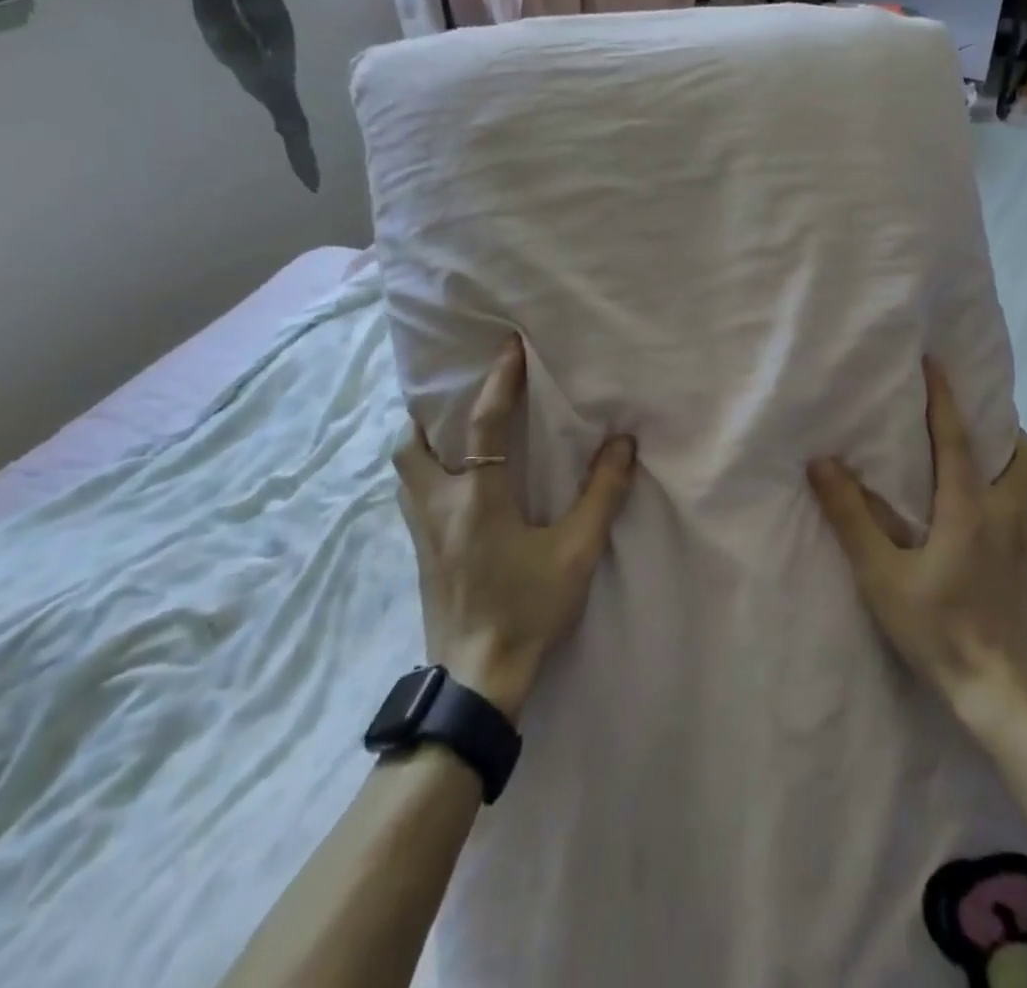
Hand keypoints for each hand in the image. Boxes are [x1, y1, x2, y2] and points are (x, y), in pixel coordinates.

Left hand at [392, 336, 636, 720]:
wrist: (477, 679)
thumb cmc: (528, 609)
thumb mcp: (575, 551)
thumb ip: (601, 494)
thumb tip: (622, 443)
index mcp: (478, 498)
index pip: (484, 424)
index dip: (499, 381)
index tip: (509, 347)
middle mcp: (440, 505)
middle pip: (411, 445)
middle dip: (428, 414)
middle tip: (456, 397)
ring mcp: (422, 532)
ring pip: (404, 472)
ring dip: (420, 444)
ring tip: (448, 435)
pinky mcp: (420, 555)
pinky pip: (411, 497)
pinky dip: (424, 474)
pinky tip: (452, 486)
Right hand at [807, 358, 1026, 738]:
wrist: (1006, 695)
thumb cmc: (939, 629)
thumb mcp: (882, 575)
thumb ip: (851, 516)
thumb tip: (822, 462)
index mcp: (970, 507)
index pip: (958, 436)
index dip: (945, 396)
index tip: (935, 361)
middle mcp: (1009, 514)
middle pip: (1023, 453)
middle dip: (1001, 428)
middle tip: (969, 426)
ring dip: (1011, 462)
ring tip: (978, 468)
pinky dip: (1014, 502)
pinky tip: (990, 526)